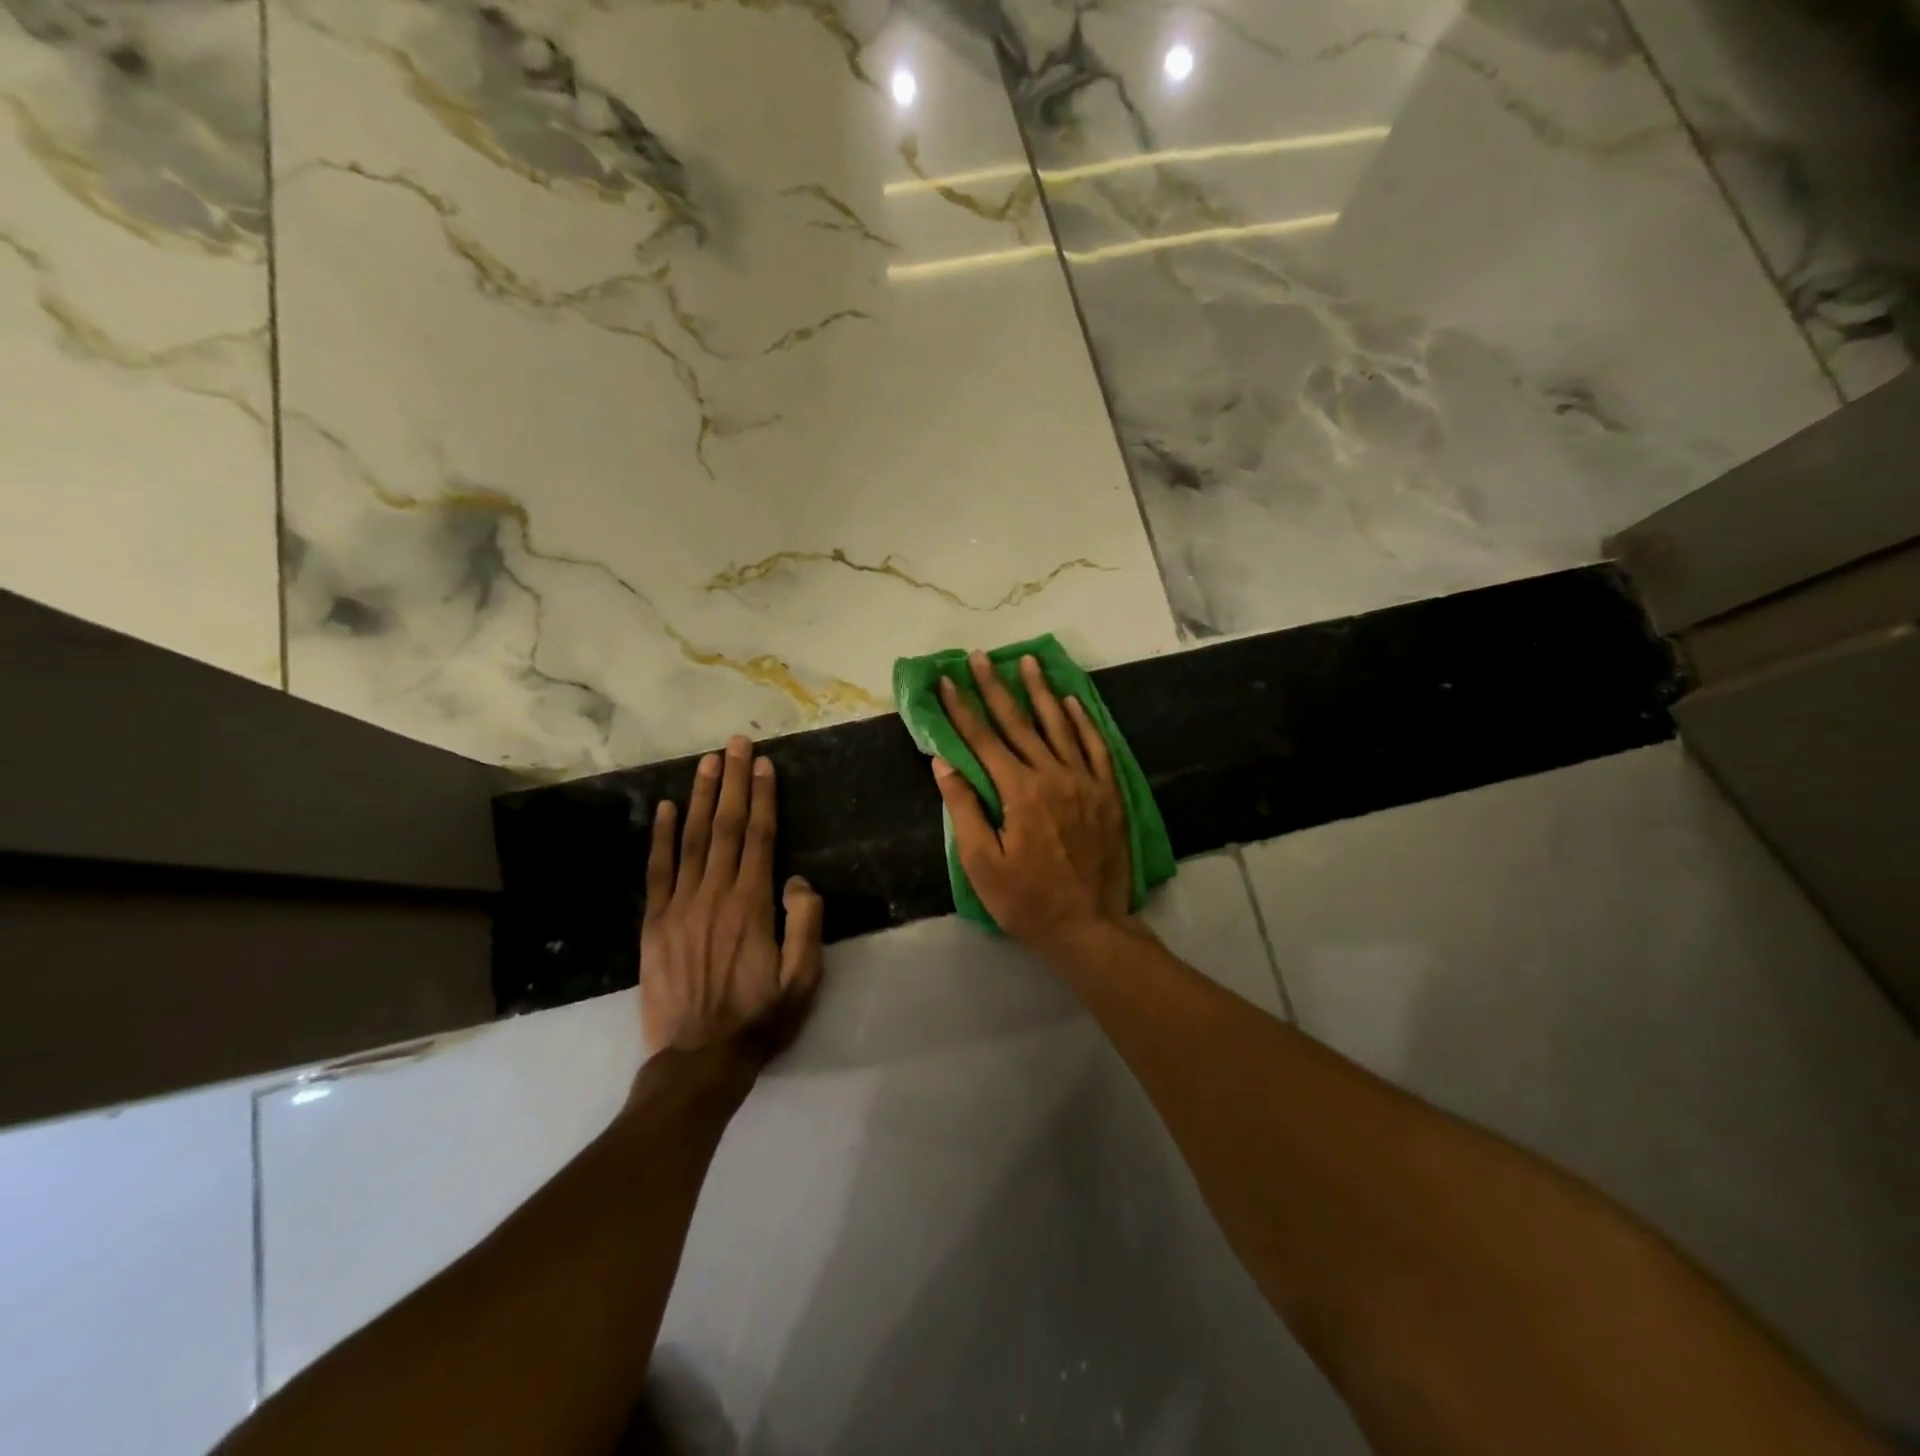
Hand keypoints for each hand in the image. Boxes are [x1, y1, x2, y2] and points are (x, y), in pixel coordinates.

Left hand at [641, 735, 825, 1061]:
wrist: (699, 1061)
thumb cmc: (760, 1019)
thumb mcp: (803, 979)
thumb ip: (805, 924)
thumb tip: (797, 880)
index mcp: (752, 905)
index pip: (759, 837)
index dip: (762, 797)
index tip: (763, 764)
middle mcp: (715, 895)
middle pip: (725, 827)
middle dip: (733, 782)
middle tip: (736, 743)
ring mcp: (679, 907)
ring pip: (691, 840)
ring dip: (700, 797)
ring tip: (707, 762)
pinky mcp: (655, 924)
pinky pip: (657, 872)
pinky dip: (660, 838)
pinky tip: (663, 809)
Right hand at [931, 651, 1140, 956]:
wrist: (1090, 926)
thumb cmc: (1027, 901)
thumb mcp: (983, 864)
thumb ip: (963, 809)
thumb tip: (943, 763)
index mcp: (1019, 791)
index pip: (983, 740)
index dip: (961, 709)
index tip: (945, 681)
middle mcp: (1053, 775)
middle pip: (1018, 722)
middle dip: (995, 687)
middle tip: (979, 656)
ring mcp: (1085, 781)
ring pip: (1059, 725)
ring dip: (1041, 691)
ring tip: (1027, 661)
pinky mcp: (1108, 792)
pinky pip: (1095, 746)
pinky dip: (1083, 721)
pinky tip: (1072, 701)